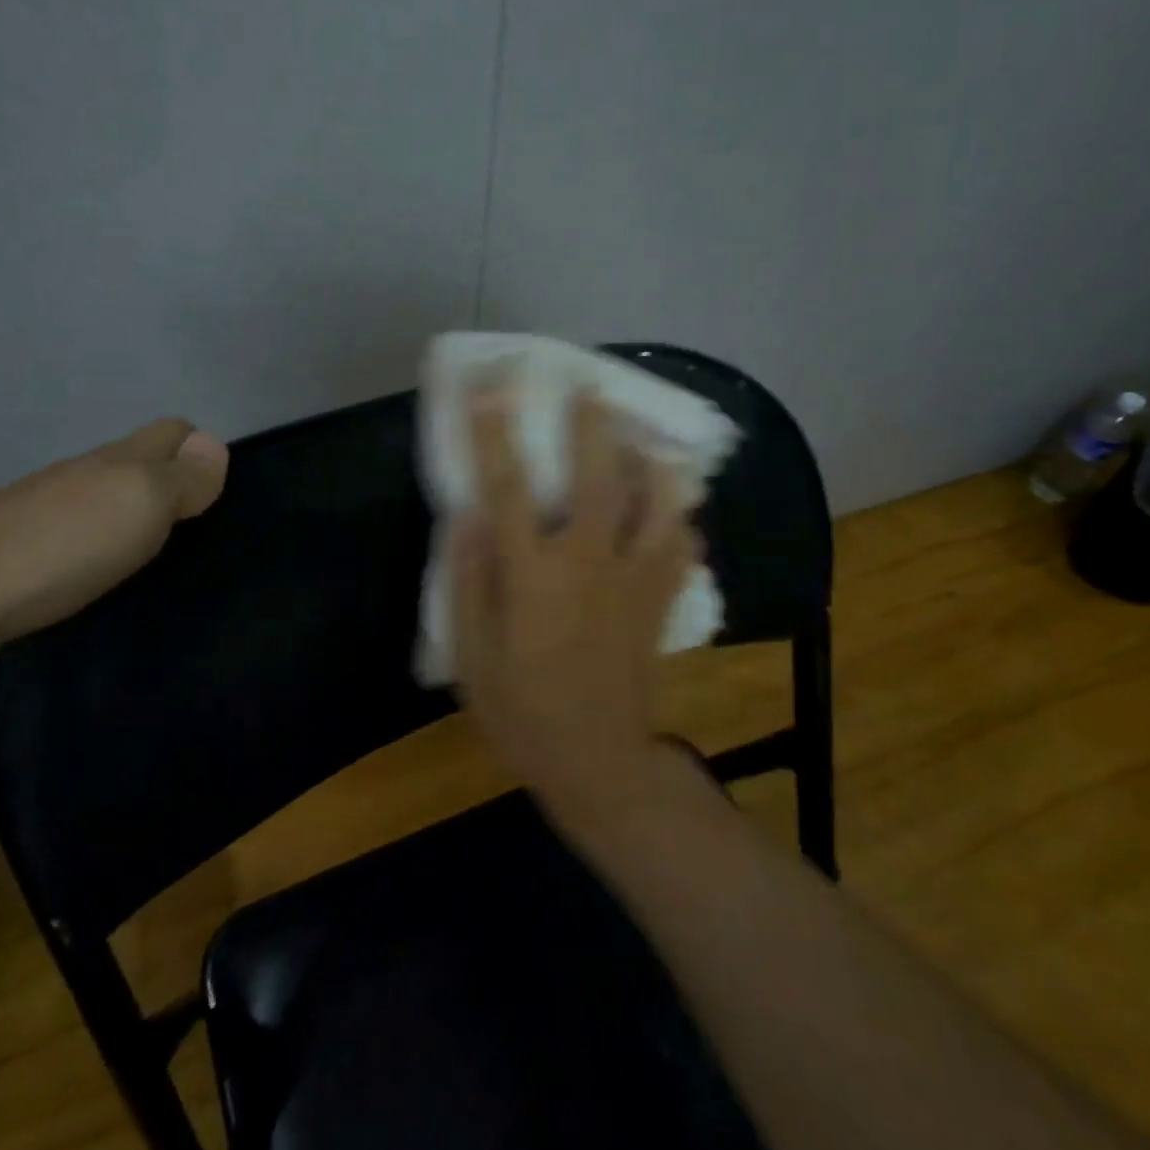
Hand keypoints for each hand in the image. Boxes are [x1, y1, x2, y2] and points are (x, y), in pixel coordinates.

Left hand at [0, 419, 228, 675]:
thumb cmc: (63, 541)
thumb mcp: (142, 501)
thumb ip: (183, 477)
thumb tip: (215, 446)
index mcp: (118, 460)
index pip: (171, 432)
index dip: (200, 449)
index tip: (222, 489)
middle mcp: (84, 477)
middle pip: (139, 464)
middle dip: (173, 481)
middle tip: (204, 526)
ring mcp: (48, 514)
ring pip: (108, 499)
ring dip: (137, 515)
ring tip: (166, 553)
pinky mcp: (23, 555)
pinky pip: (81, 535)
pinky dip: (105, 545)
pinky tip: (110, 573)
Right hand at [449, 386, 695, 823]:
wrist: (597, 763)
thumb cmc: (522, 712)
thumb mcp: (471, 656)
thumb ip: (468, 581)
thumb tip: (467, 517)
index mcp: (532, 576)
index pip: (508, 488)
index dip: (496, 433)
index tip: (491, 386)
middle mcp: (588, 564)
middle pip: (598, 480)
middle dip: (593, 427)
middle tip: (590, 387)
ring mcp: (633, 581)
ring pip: (656, 505)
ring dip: (651, 464)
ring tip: (646, 439)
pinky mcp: (660, 602)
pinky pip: (681, 547)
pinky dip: (681, 521)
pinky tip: (677, 509)